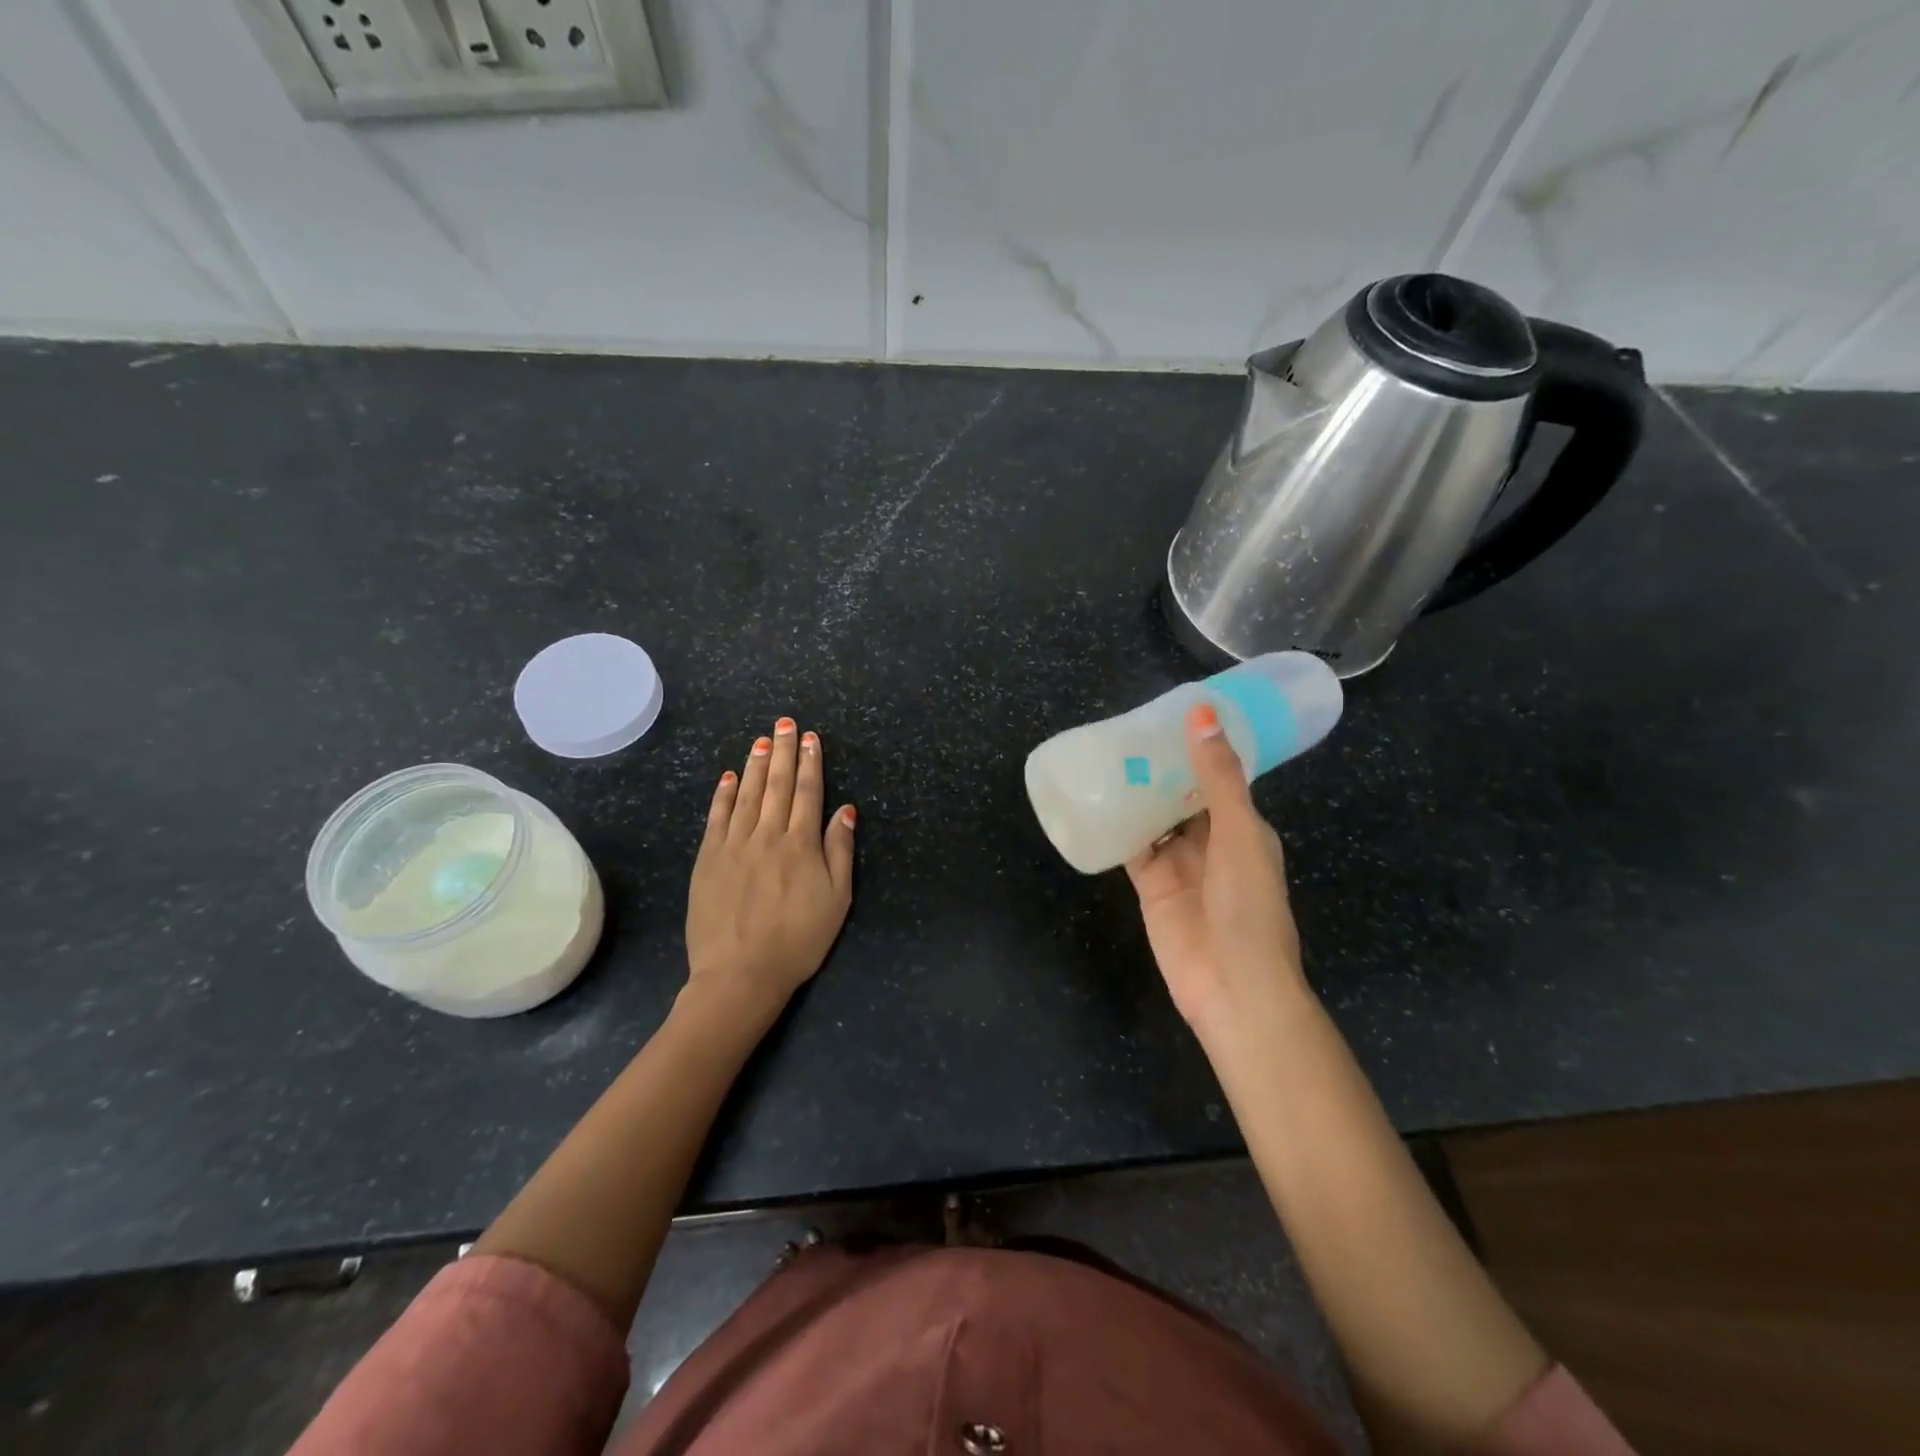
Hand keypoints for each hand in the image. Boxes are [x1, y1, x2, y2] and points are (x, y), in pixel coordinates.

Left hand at [686, 718, 855, 1017]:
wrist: (740, 973)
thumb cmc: (798, 940)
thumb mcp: (837, 900)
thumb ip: (840, 851)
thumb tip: (846, 810)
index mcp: (801, 844)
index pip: (808, 792)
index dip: (810, 762)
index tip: (811, 738)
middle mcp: (767, 835)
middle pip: (777, 784)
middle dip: (783, 751)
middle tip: (785, 723)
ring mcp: (734, 845)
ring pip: (746, 794)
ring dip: (755, 764)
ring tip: (762, 740)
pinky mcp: (708, 859)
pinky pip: (717, 817)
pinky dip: (723, 794)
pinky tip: (728, 776)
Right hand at [1125, 702, 1304, 1039]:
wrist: (1232, 987)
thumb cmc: (1247, 906)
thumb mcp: (1239, 833)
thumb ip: (1218, 777)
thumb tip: (1202, 713)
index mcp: (1242, 826)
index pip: (1217, 776)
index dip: (1196, 747)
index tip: (1167, 715)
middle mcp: (1211, 841)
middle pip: (1180, 795)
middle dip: (1159, 767)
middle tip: (1124, 730)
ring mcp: (1179, 865)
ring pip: (1153, 818)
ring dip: (1135, 793)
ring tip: (1104, 756)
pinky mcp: (1151, 887)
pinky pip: (1131, 848)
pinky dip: (1116, 828)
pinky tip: (1092, 802)